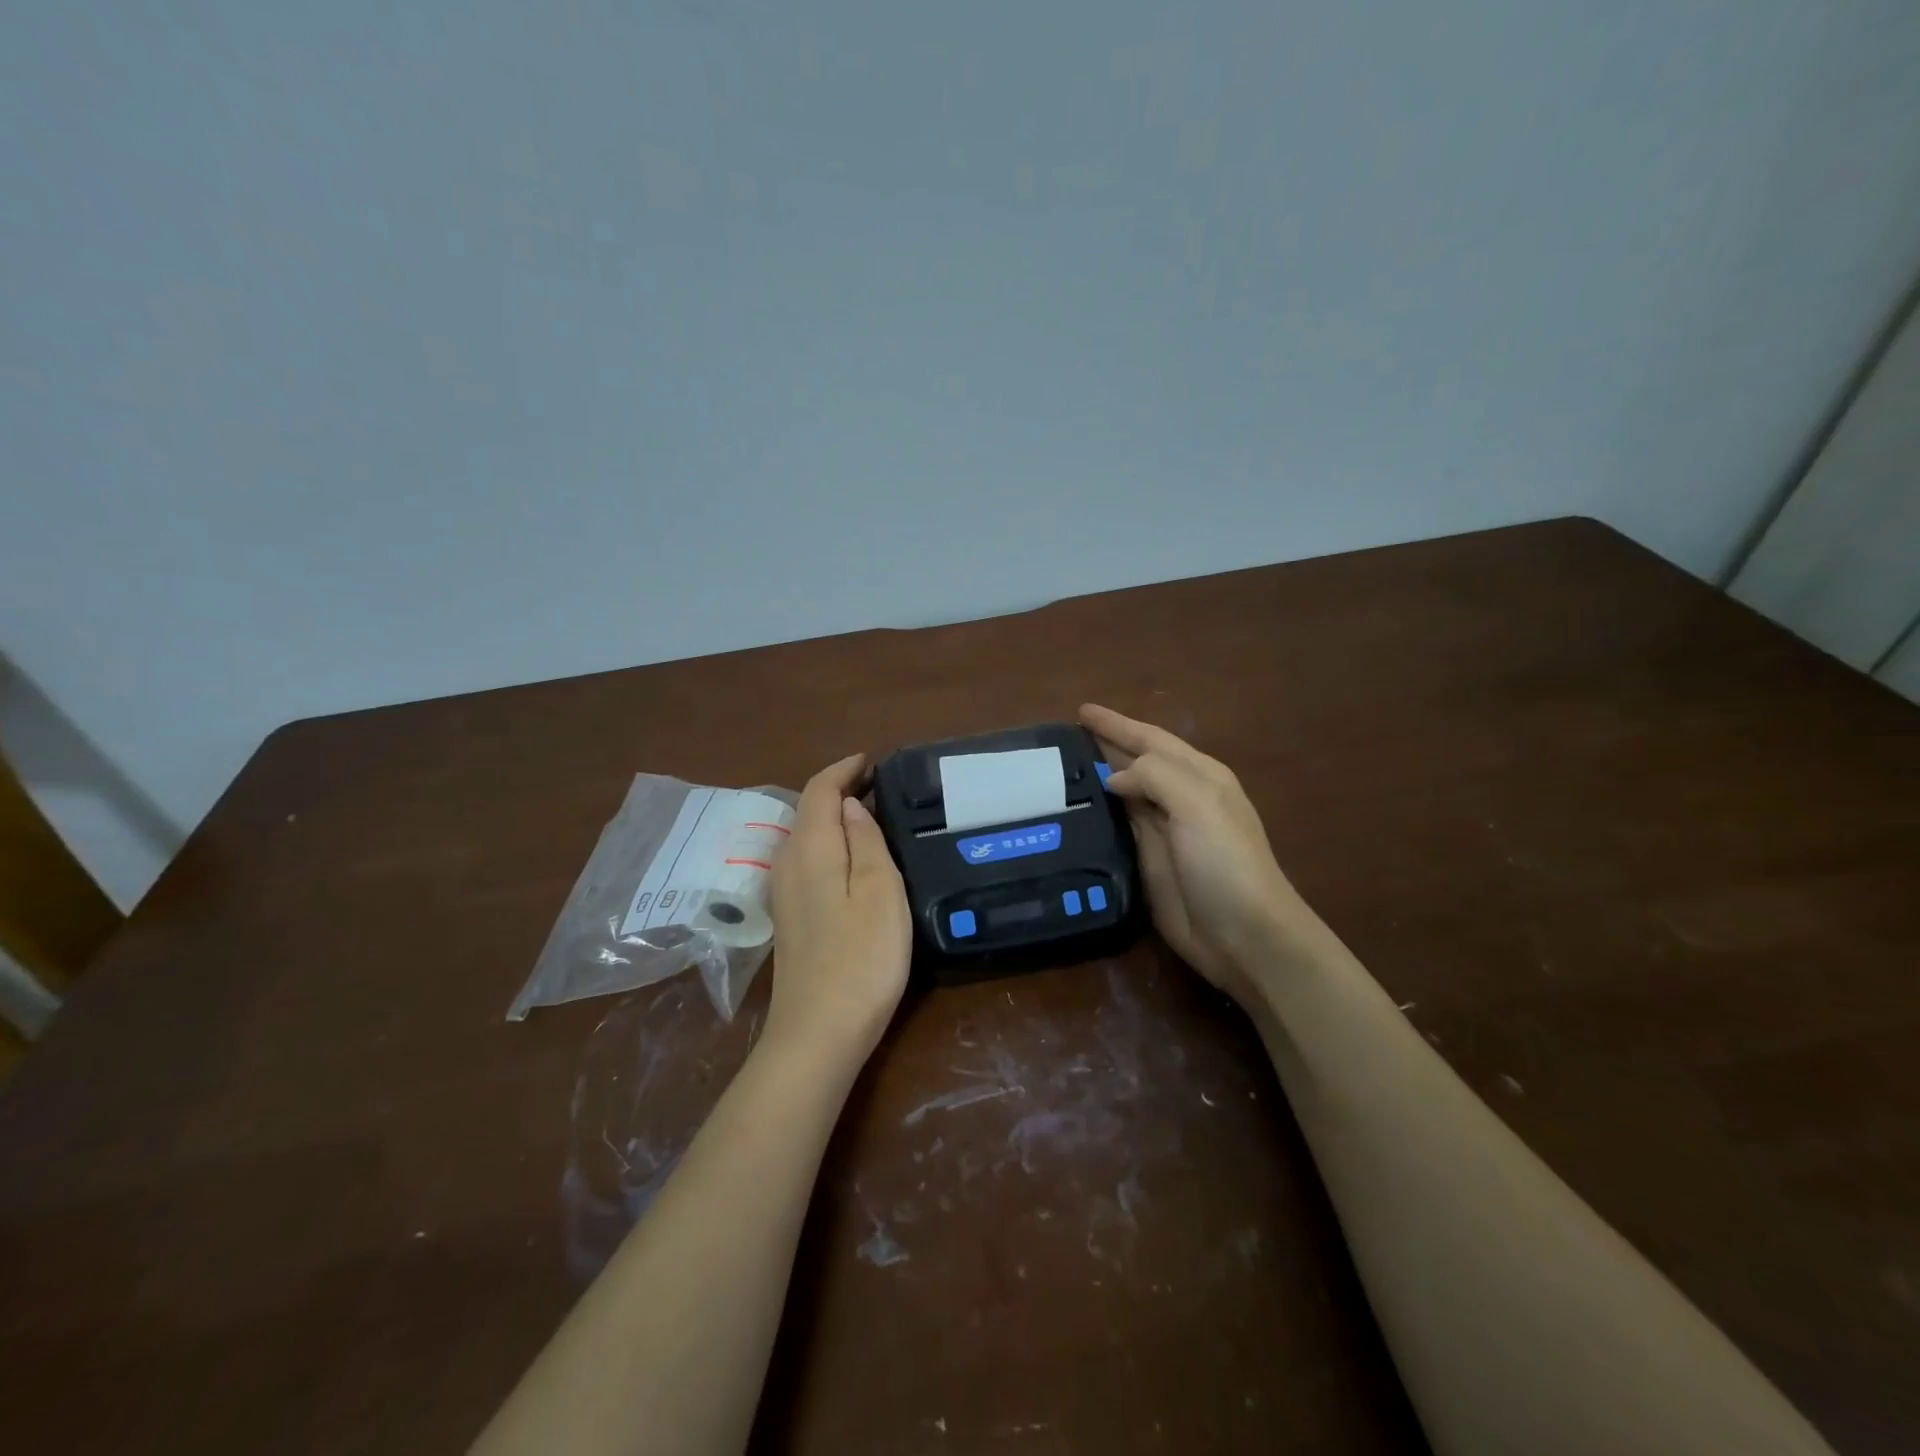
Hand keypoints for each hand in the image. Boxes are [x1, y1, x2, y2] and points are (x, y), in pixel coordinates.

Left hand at [766, 754, 912, 1061]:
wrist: (818, 1033)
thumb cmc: (861, 957)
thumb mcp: (880, 890)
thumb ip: (866, 840)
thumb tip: (850, 805)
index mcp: (810, 849)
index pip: (819, 790)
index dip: (843, 769)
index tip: (871, 761)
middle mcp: (788, 863)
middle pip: (808, 810)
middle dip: (839, 790)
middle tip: (879, 784)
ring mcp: (784, 893)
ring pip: (806, 836)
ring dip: (834, 817)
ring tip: (871, 814)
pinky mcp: (789, 918)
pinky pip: (807, 861)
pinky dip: (829, 844)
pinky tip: (852, 858)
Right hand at [1081, 703, 1322, 1003]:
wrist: (1243, 934)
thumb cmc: (1225, 862)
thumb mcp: (1198, 803)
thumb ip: (1154, 776)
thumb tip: (1113, 778)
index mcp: (1198, 776)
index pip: (1150, 739)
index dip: (1116, 724)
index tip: (1081, 711)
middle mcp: (1179, 798)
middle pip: (1135, 762)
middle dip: (1105, 745)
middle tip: (1063, 737)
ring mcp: (1162, 831)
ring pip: (1123, 793)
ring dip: (1096, 777)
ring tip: (1059, 768)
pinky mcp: (1147, 862)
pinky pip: (1116, 827)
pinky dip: (1096, 813)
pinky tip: (1073, 810)